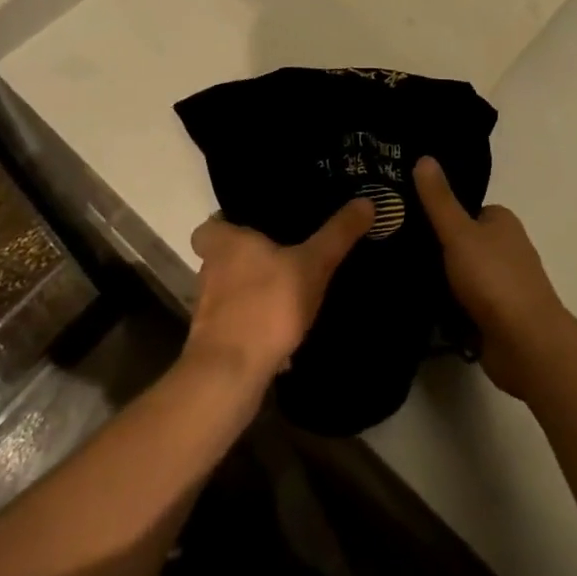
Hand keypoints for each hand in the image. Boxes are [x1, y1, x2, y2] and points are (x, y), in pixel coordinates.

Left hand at [186, 199, 374, 384]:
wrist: (230, 374)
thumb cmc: (267, 305)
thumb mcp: (312, 264)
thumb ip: (337, 234)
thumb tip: (366, 201)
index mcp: (225, 244)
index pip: (210, 226)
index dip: (227, 224)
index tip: (254, 226)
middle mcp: (210, 271)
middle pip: (223, 257)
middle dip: (247, 257)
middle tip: (282, 253)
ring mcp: (209, 310)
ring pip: (230, 290)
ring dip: (252, 291)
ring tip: (288, 289)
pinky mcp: (216, 341)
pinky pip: (238, 322)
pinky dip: (256, 322)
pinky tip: (283, 329)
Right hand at [413, 156, 575, 400]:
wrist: (526, 344)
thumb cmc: (495, 279)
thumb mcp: (459, 232)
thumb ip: (439, 199)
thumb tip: (423, 157)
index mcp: (501, 221)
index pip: (462, 208)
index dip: (435, 211)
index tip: (401, 215)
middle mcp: (504, 248)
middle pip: (459, 241)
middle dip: (432, 247)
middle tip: (390, 246)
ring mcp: (500, 284)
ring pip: (458, 274)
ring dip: (435, 279)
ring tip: (393, 275)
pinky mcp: (493, 316)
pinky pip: (460, 303)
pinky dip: (443, 306)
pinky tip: (414, 305)